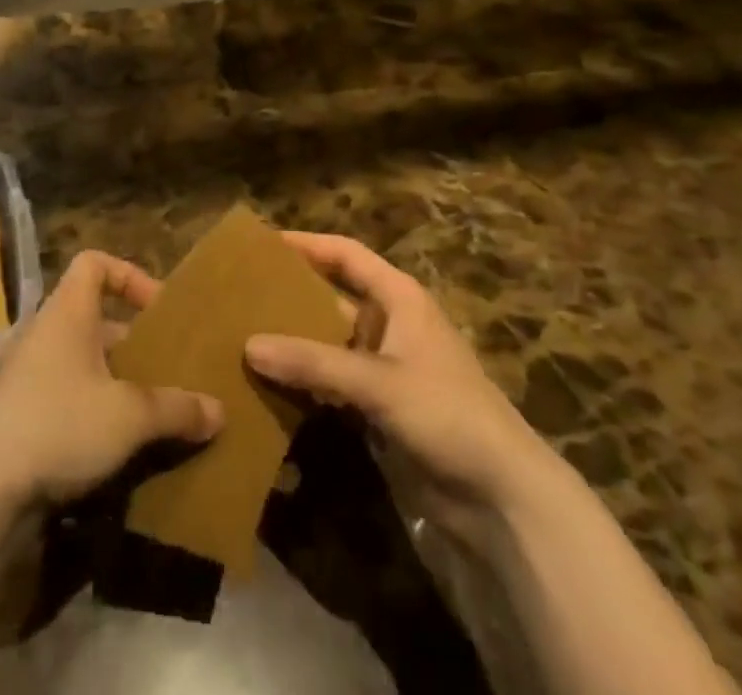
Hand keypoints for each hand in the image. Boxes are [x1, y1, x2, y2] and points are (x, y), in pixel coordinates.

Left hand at [0, 251, 223, 511]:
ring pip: (77, 360)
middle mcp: (41, 332)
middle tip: (163, 370)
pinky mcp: (12, 414)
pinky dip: (87, 409)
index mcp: (66, 313)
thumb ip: (176, 409)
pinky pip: (60, 394)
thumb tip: (218, 410)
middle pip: (92, 317)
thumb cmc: (60, 426)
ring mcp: (22, 373)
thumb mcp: (130, 417)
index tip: (157, 310)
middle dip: (130, 342)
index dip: (129, 275)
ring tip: (146, 412)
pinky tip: (110, 448)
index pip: (94, 263)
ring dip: (111, 380)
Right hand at [245, 232, 546, 530]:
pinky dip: (304, 380)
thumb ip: (314, 362)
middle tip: (239, 293)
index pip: (346, 254)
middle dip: (290, 295)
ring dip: (293, 341)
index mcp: (399, 298)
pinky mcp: (379, 407)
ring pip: (328, 342)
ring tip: (241, 336)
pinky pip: (331, 382)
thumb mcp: (380, 382)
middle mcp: (389, 324)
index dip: (307, 244)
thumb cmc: (448, 414)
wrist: (502, 498)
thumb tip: (248, 345)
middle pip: (331, 297)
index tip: (262, 243)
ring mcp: (384, 367)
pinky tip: (269, 385)